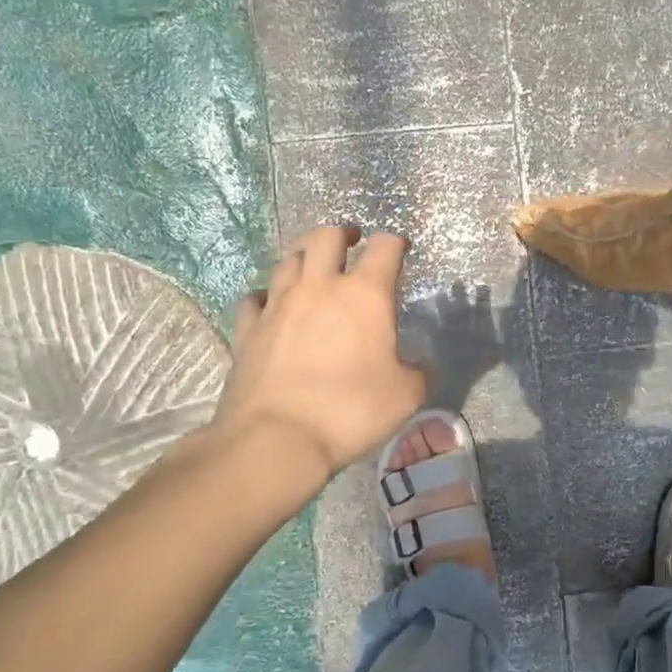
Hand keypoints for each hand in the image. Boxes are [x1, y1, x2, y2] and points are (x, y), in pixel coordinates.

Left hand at [210, 225, 426, 478]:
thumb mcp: (406, 396)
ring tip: (312, 266)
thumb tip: (424, 367)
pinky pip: (253, 298)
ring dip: (303, 255)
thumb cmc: (350, 410)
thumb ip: (420, 374)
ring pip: (287, 259)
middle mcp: (319, 288)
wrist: (275, 439)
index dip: (396, 242)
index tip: (401, 247)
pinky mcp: (248, 329)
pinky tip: (270, 305)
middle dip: (342, 233)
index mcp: (365, 295)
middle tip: (352, 241)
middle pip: (326, 237)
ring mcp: (278, 305)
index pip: (385, 247)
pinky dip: (265, 295)